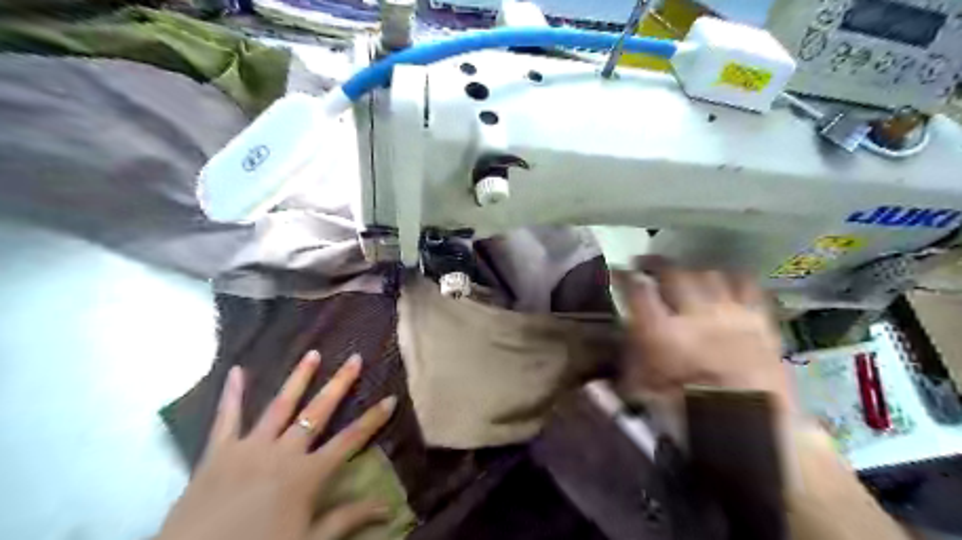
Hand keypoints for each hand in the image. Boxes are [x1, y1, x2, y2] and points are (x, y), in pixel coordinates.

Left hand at [158, 351, 398, 538]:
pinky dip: (231, 394)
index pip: (350, 440)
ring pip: (280, 405)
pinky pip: (226, 418)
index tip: (390, 398)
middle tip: (355, 358)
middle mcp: (284, 452)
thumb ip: (348, 519)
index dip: (373, 419)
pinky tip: (236, 370)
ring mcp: (250, 447)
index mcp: (307, 474)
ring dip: (298, 378)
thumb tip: (389, 508)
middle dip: (340, 384)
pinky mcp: (218, 452)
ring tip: (313, 354)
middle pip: (318, 412)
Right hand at [620, 260, 793, 411]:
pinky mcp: (759, 318)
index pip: (636, 291)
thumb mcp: (644, 389)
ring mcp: (730, 313)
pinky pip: (746, 284)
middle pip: (672, 273)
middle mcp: (694, 314)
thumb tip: (625, 334)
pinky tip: (723, 282)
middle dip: (655, 264)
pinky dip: (731, 279)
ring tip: (684, 276)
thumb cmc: (691, 412)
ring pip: (707, 274)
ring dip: (691, 272)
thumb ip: (631, 357)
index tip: (617, 271)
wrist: (752, 427)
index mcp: (662, 334)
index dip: (623, 276)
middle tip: (646, 265)